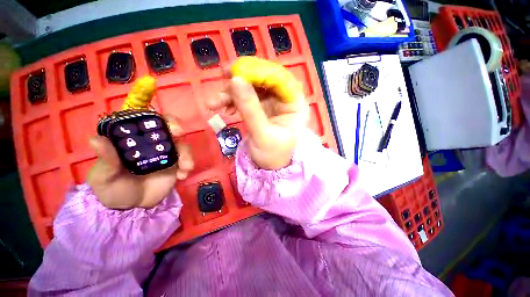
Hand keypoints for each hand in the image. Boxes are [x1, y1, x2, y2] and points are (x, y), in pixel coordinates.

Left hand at [87, 116, 193, 208]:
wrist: (133, 208)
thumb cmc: (113, 190)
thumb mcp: (104, 178)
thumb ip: (106, 161)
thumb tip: (95, 139)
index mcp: (131, 140)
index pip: (142, 121)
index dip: (152, 117)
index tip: (158, 121)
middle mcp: (150, 143)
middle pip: (167, 127)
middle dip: (176, 126)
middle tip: (179, 133)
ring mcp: (165, 153)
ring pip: (181, 143)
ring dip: (186, 152)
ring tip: (186, 167)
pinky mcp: (176, 164)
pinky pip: (186, 159)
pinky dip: (188, 165)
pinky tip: (182, 176)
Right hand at [207, 74, 308, 169]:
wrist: (268, 167)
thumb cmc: (272, 155)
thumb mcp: (261, 134)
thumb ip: (250, 108)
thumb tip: (235, 80)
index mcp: (295, 105)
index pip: (280, 79)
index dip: (258, 71)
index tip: (235, 72)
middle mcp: (286, 99)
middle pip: (265, 79)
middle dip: (242, 79)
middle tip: (222, 79)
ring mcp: (273, 102)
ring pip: (253, 87)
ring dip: (233, 91)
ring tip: (215, 102)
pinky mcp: (262, 107)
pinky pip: (247, 97)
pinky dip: (233, 100)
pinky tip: (223, 107)